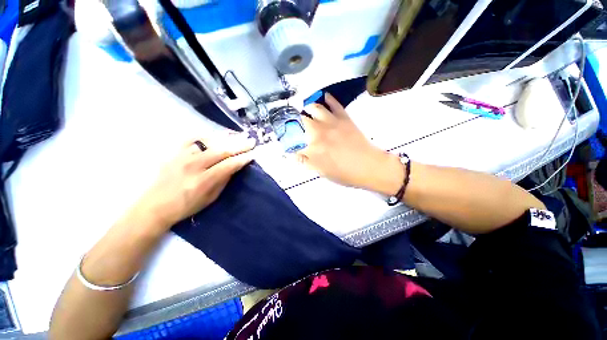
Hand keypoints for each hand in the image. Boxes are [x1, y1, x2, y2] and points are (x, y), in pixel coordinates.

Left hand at [132, 133, 255, 231]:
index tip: (252, 155)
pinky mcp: (175, 152)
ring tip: (239, 135)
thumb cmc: (186, 206)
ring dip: (227, 138)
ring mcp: (182, 157)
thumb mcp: (210, 198)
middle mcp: (193, 166)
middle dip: (239, 145)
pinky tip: (217, 135)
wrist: (155, 205)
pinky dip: (207, 135)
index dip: (242, 159)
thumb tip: (235, 166)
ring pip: (209, 142)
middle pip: (221, 151)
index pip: (228, 165)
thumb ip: (223, 180)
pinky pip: (193, 139)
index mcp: (203, 181)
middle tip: (251, 141)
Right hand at [297, 93, 402, 195]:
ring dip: (308, 108)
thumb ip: (306, 162)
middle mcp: (319, 132)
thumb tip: (295, 155)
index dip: (289, 140)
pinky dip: (328, 99)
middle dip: (295, 121)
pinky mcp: (344, 118)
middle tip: (295, 123)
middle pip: (301, 120)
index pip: (294, 141)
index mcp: (312, 147)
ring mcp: (332, 122)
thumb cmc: (344, 173)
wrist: (368, 166)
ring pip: (315, 108)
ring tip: (306, 109)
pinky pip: (334, 104)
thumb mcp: (322, 172)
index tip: (288, 141)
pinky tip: (324, 96)